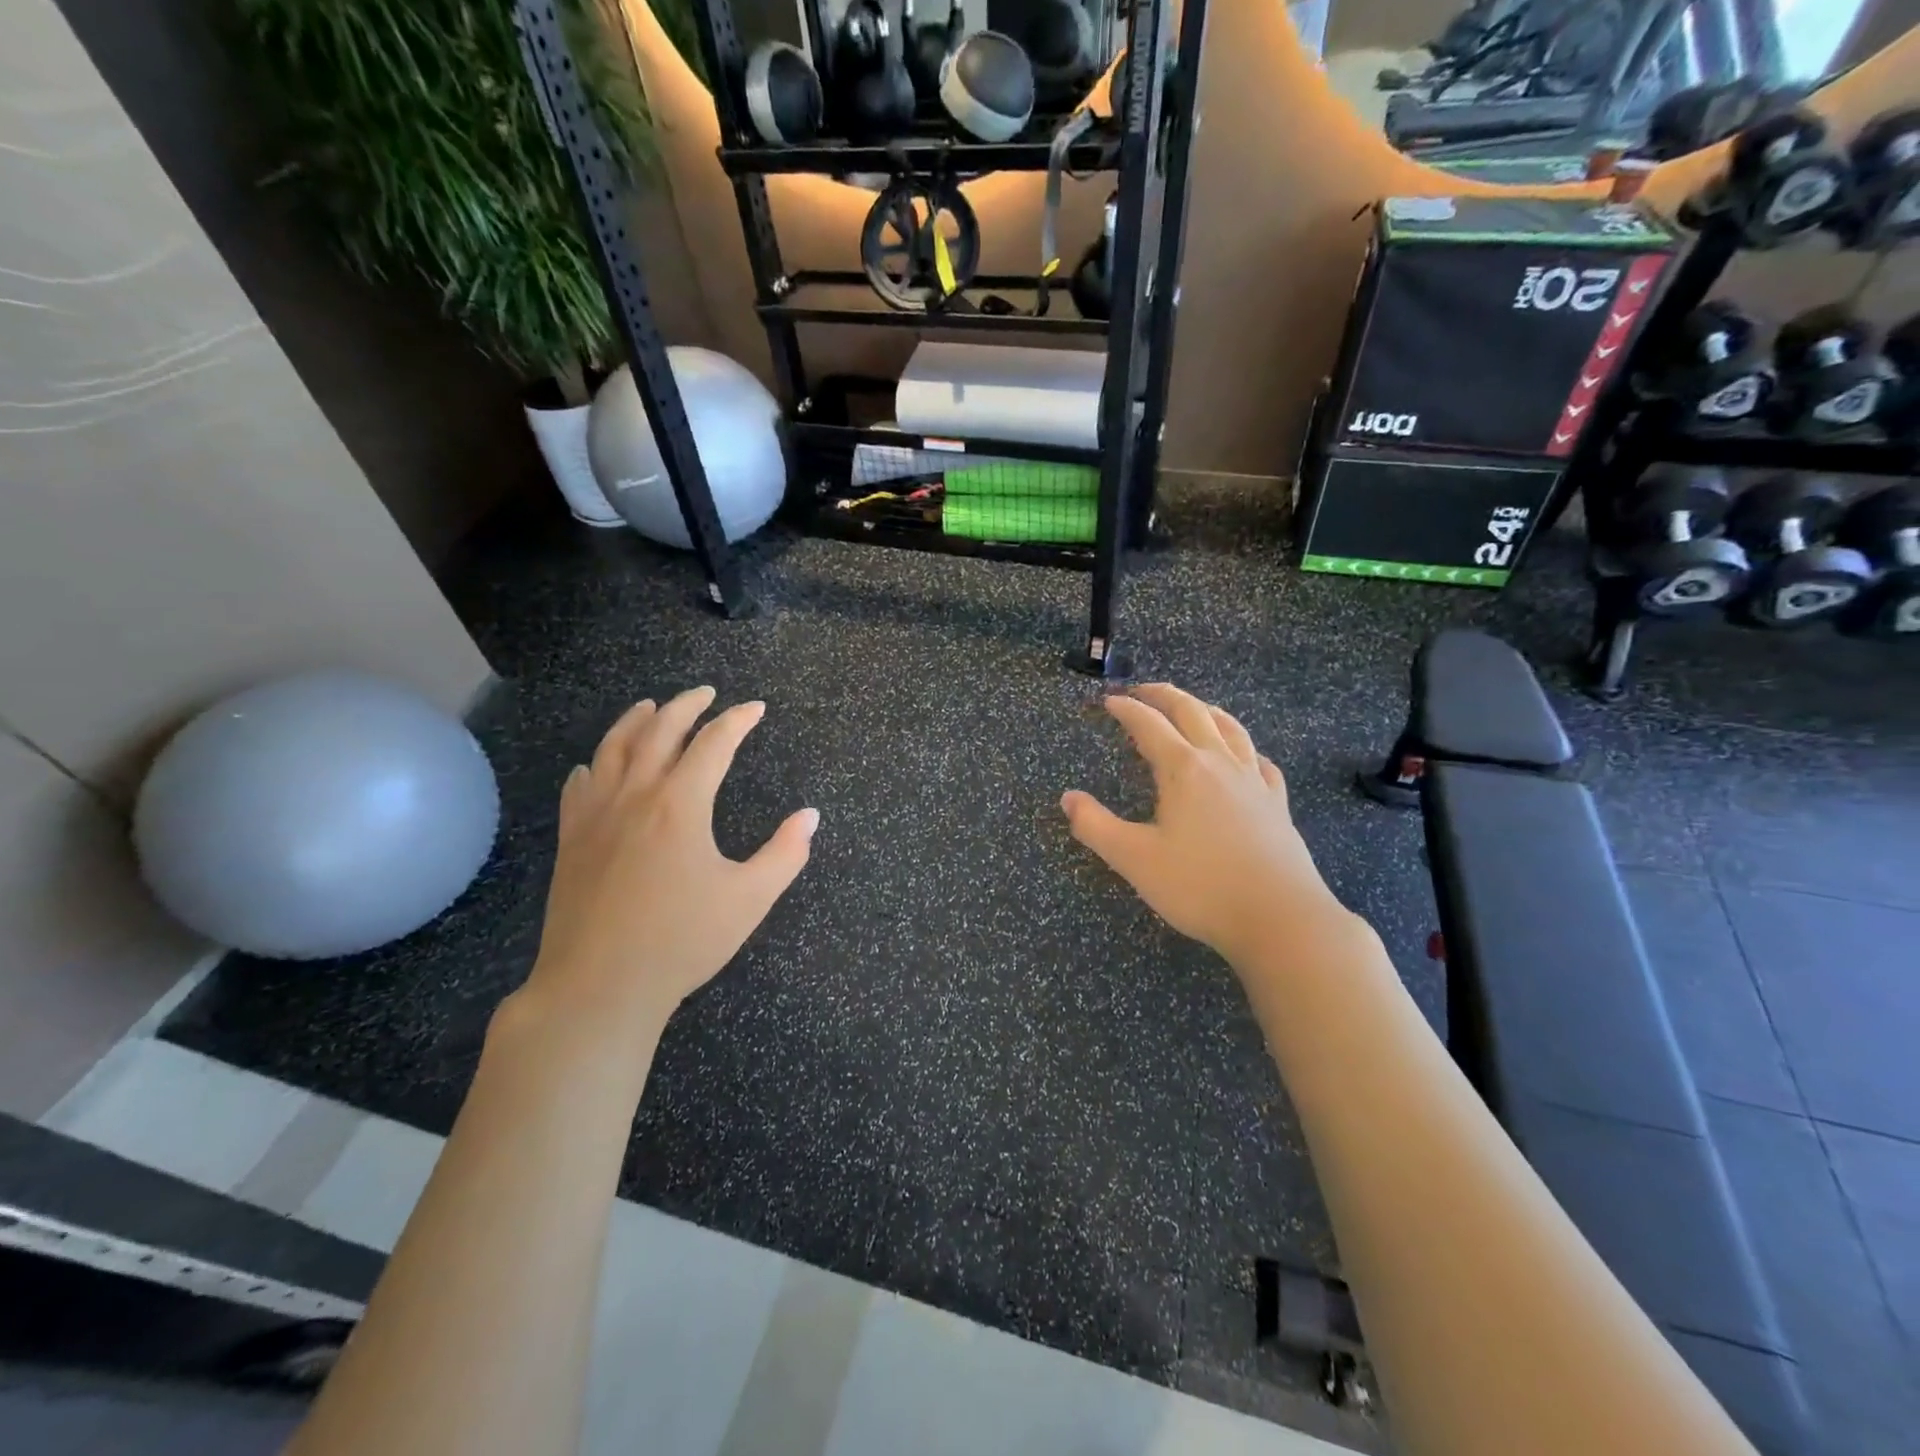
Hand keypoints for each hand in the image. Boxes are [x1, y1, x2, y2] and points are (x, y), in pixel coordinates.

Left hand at [518, 687, 817, 1038]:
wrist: (599, 986)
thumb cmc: (682, 941)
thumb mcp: (750, 899)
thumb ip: (785, 853)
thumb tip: (811, 816)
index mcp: (681, 805)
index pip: (713, 743)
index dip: (738, 720)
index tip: (756, 708)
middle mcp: (635, 795)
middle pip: (659, 730)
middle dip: (686, 705)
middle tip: (706, 694)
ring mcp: (596, 815)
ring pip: (613, 747)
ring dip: (636, 720)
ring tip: (651, 707)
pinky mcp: (572, 839)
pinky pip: (580, 784)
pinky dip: (596, 763)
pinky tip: (598, 766)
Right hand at [1061, 684, 1352, 972]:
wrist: (1280, 917)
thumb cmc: (1200, 886)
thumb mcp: (1134, 859)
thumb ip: (1095, 826)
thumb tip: (1068, 798)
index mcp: (1184, 770)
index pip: (1149, 725)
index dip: (1127, 709)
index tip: (1109, 701)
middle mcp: (1220, 763)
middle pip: (1193, 712)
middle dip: (1164, 695)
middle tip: (1143, 690)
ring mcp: (1254, 781)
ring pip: (1231, 728)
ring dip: (1206, 710)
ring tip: (1192, 707)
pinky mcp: (1276, 803)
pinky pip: (1260, 761)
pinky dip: (1244, 748)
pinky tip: (1245, 757)